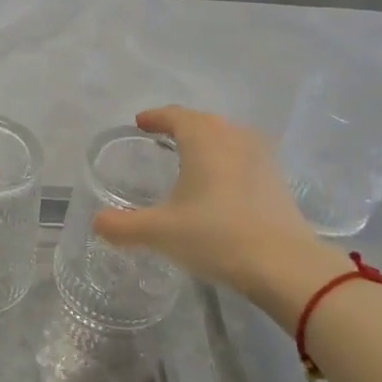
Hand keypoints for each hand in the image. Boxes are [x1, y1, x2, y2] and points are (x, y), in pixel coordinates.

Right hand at [93, 106, 342, 304]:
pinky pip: (245, 158)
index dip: (155, 117)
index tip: (140, 122)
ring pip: (228, 138)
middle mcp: (234, 138)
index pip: (175, 115)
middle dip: (182, 126)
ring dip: (208, 142)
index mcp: (203, 139)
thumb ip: (123, 226)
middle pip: (204, 122)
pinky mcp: (277, 181)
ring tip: (192, 158)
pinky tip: (221, 184)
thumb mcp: (160, 232)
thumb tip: (97, 223)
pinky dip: (227, 162)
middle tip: (162, 137)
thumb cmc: (215, 236)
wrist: (284, 265)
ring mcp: (261, 157)